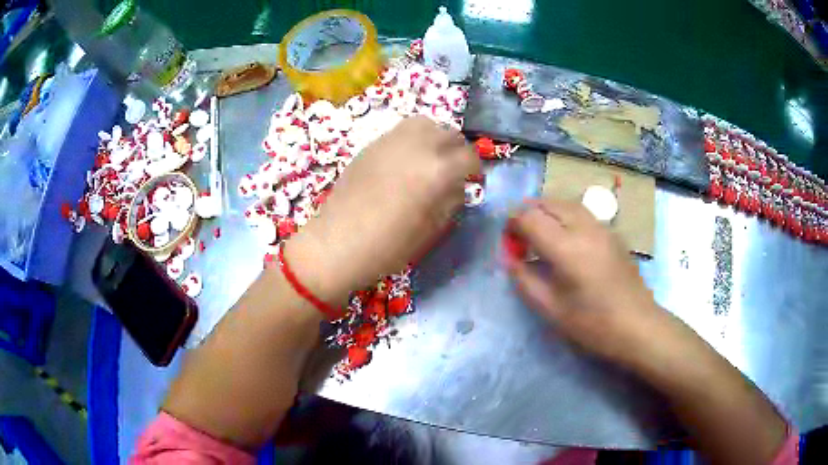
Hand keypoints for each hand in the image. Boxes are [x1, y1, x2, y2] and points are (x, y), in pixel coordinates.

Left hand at [287, 117, 479, 303]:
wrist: (337, 243)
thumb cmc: (388, 246)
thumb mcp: (431, 230)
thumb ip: (451, 201)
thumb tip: (458, 186)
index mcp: (437, 170)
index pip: (469, 156)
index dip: (477, 169)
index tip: (474, 181)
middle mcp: (417, 146)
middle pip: (450, 133)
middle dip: (458, 150)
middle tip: (454, 170)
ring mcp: (391, 141)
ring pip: (425, 123)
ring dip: (436, 137)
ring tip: (432, 157)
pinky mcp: (371, 144)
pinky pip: (401, 130)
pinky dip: (413, 138)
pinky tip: (406, 159)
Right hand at [508, 198, 665, 365]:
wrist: (637, 325)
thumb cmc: (592, 323)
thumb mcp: (550, 308)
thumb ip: (525, 279)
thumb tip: (510, 258)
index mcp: (566, 248)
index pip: (530, 217)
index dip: (512, 222)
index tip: (506, 238)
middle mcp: (584, 227)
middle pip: (549, 203)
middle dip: (528, 211)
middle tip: (519, 232)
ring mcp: (602, 227)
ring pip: (567, 203)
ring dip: (548, 210)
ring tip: (539, 229)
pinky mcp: (613, 233)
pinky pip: (583, 213)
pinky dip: (566, 215)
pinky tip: (565, 236)